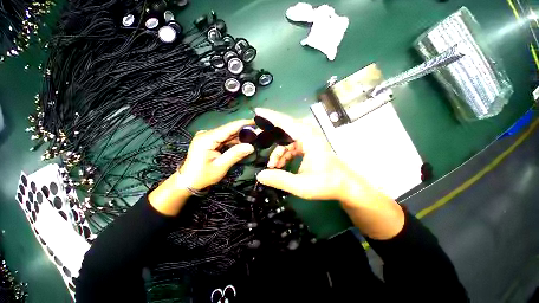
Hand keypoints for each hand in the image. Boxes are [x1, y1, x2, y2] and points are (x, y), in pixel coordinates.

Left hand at [180, 119, 254, 189]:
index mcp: (207, 138)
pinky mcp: (209, 141)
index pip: (229, 128)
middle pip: (229, 130)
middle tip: (258, 132)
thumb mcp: (220, 166)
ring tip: (254, 137)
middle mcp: (207, 134)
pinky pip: (224, 138)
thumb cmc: (202, 176)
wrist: (187, 181)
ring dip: (240, 136)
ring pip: (228, 134)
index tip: (256, 121)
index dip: (243, 124)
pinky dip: (234, 141)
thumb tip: (251, 146)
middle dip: (244, 131)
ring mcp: (207, 137)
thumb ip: (235, 154)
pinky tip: (243, 142)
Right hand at [255, 109, 404, 239]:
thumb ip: (280, 180)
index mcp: (309, 138)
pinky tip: (280, 165)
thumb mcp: (301, 186)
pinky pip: (291, 145)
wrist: (344, 185)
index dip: (270, 116)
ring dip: (277, 152)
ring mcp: (308, 139)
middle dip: (269, 136)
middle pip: (284, 129)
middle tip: (257, 140)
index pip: (286, 122)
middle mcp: (309, 134)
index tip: (256, 112)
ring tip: (273, 167)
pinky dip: (283, 154)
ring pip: (286, 140)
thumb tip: (260, 176)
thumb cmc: (327, 184)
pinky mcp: (308, 145)